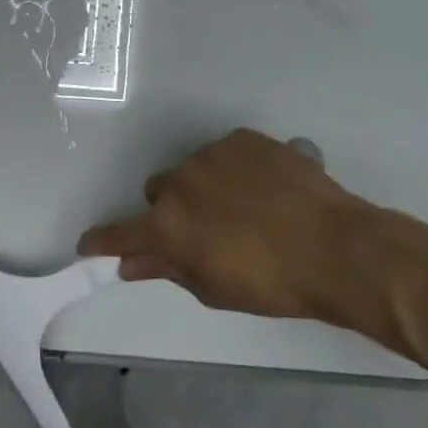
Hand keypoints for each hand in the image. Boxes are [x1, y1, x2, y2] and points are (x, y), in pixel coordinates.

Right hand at [79, 129, 427, 341]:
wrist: (336, 247)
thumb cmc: (272, 283)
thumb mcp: (214, 288)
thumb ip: (167, 270)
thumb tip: (130, 265)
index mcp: (168, 224)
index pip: (120, 233)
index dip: (103, 240)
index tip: (90, 243)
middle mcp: (181, 181)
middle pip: (158, 192)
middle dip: (172, 211)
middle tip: (206, 232)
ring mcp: (213, 154)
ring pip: (193, 169)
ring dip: (204, 187)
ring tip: (245, 208)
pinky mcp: (244, 138)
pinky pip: (225, 153)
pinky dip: (234, 169)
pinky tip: (264, 189)